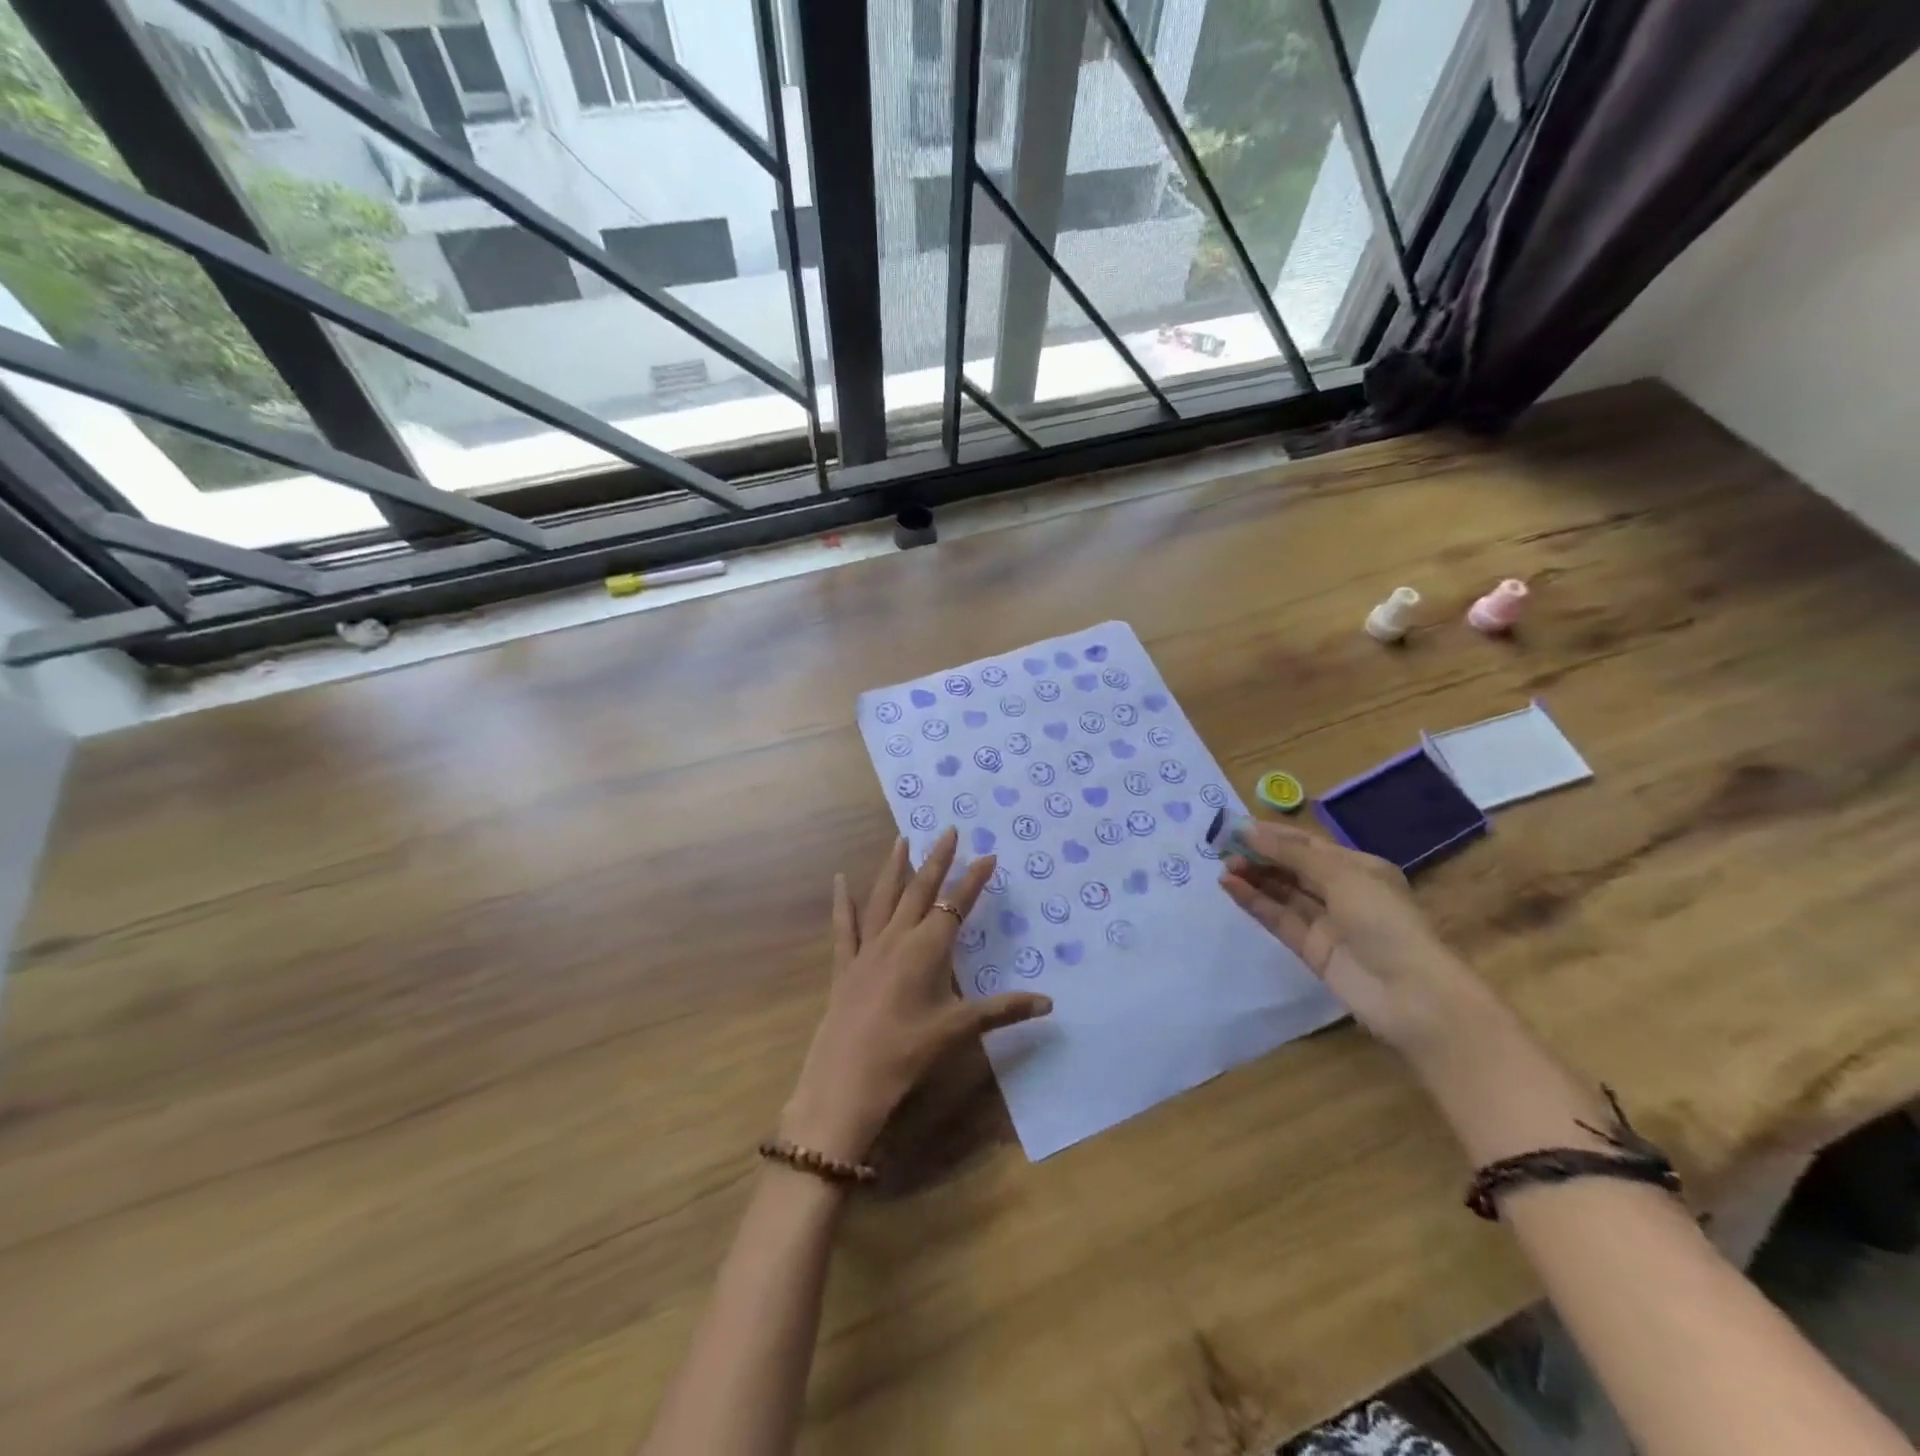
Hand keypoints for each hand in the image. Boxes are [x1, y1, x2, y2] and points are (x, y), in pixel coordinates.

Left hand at [782, 829, 1053, 1163]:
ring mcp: (867, 949)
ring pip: (883, 897)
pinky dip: (843, 901)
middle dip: (937, 860)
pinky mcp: (844, 965)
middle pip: (920, 890)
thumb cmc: (908, 1052)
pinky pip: (844, 926)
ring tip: (902, 839)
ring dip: (894, 867)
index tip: (988, 855)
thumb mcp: (959, 1030)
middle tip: (949, 831)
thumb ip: (1004, 1011)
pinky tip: (839, 880)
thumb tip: (1049, 1003)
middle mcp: (898, 937)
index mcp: (928, 948)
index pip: (957, 905)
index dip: (974, 880)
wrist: (847, 1080)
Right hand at [1218, 821, 1494, 1063]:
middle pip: (1292, 867)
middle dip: (1259, 855)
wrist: (1411, 995)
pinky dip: (1254, 902)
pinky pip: (1277, 918)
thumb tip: (1249, 831)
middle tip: (1222, 848)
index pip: (1307, 845)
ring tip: (1222, 866)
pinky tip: (1230, 887)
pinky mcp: (1310, 948)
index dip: (1272, 834)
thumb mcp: (1342, 876)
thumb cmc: (1384, 922)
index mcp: (1358, 868)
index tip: (1235, 827)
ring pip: (1282, 892)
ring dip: (1253, 877)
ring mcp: (1325, 921)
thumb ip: (1292, 854)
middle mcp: (1342, 891)